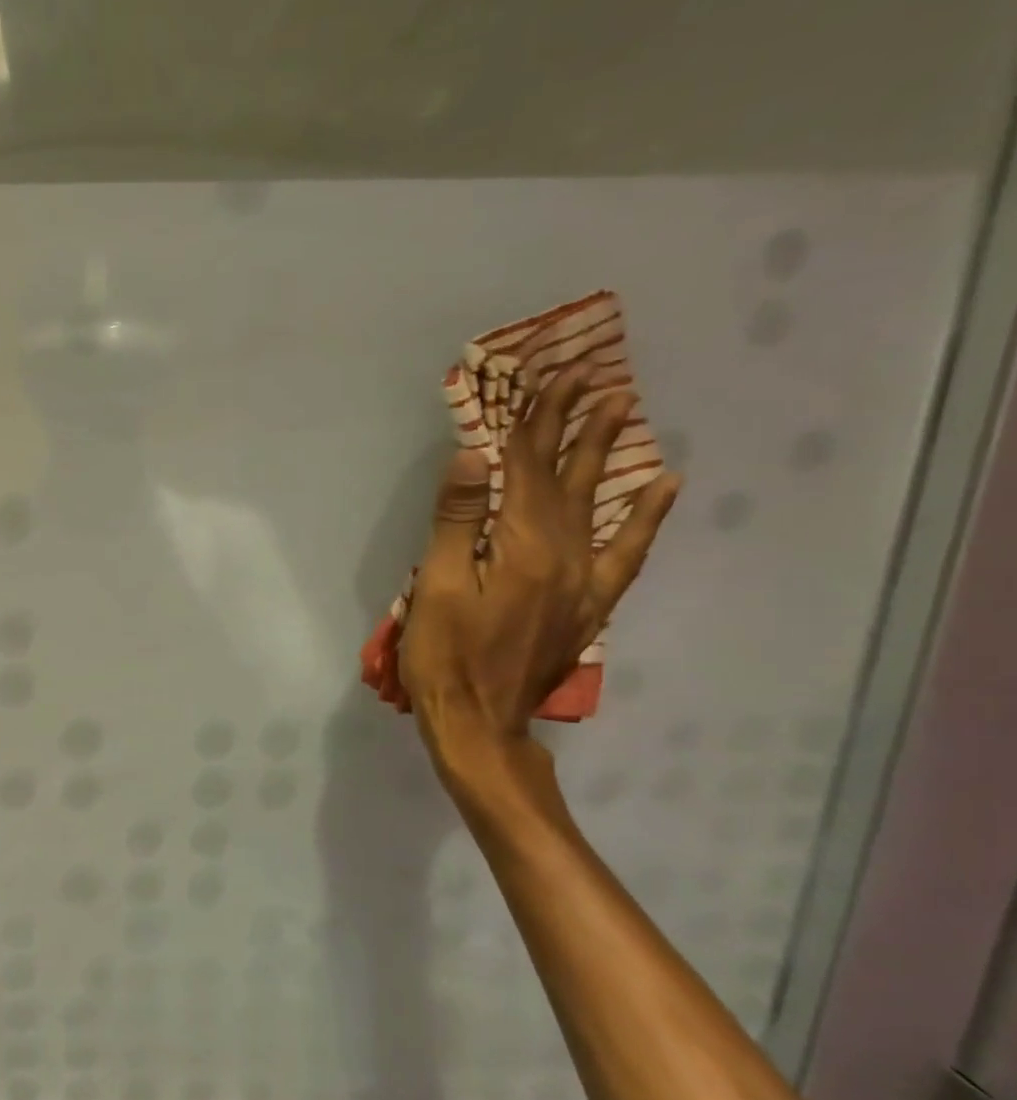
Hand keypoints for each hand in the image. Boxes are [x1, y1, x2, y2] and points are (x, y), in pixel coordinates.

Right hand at [400, 365, 678, 771]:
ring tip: (619, 411)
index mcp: (523, 547)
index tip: (548, 379)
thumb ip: (457, 521)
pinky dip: (646, 516)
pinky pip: (626, 551)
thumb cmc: (444, 654)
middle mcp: (564, 554)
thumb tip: (473, 456)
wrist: (479, 721)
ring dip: (604, 454)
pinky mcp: (587, 603)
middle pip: (565, 478)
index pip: (527, 470)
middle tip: (590, 378)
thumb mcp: (438, 586)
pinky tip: (661, 487)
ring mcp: (583, 580)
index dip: (535, 423)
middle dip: (574, 425)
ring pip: (596, 503)